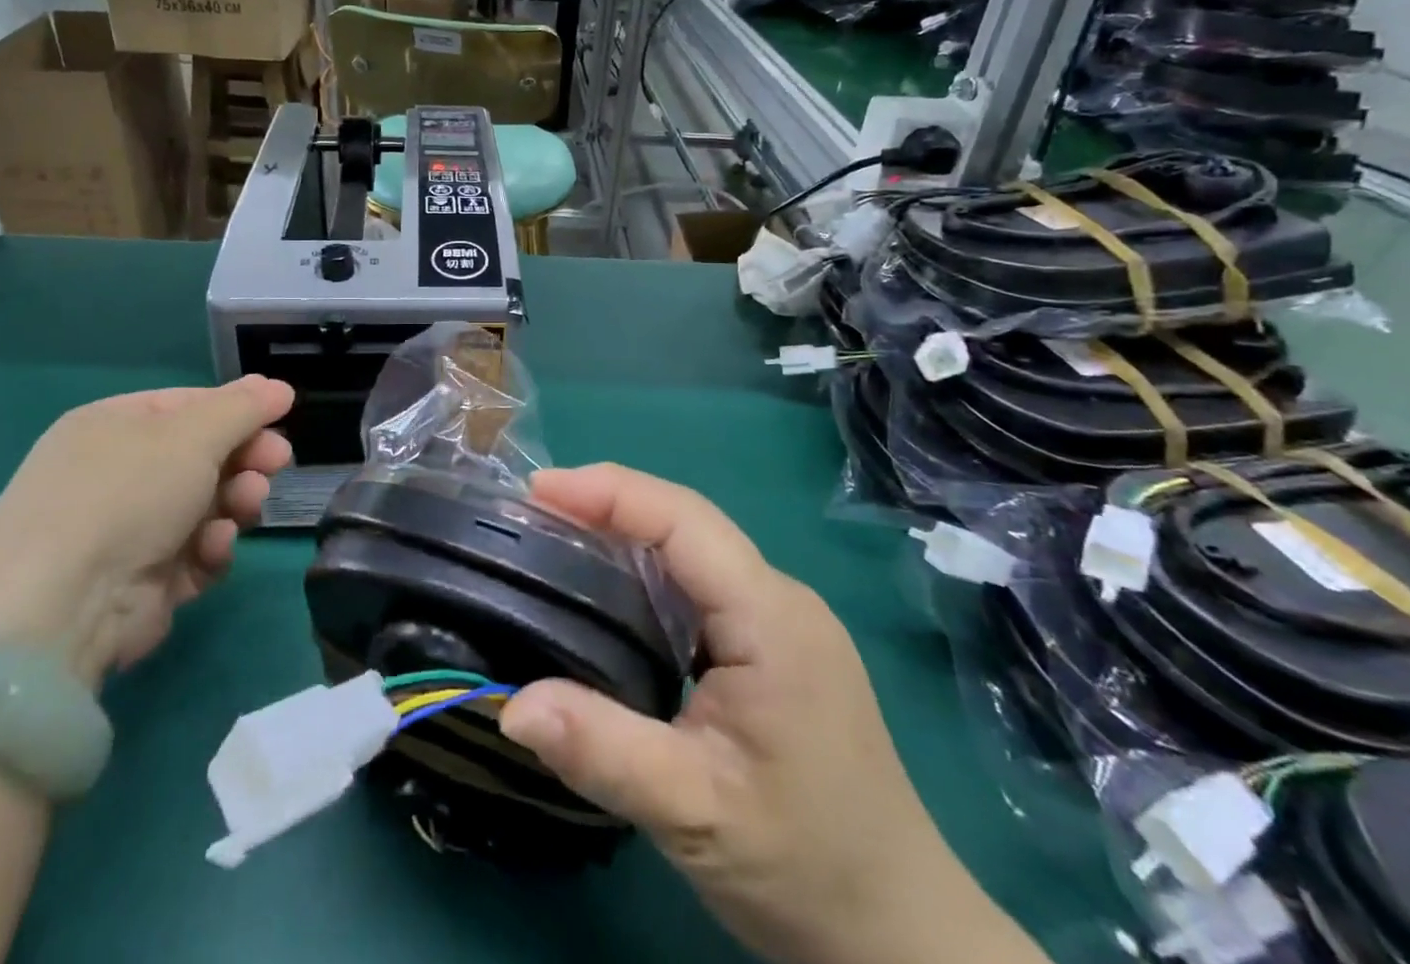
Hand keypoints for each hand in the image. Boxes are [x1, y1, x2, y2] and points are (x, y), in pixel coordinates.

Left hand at [0, 377, 293, 691]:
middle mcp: (116, 474)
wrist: (62, 607)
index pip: (189, 405)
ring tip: (246, 507)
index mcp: (113, 426)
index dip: (238, 410)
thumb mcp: (193, 434)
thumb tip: (278, 387)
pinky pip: (195, 552)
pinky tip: (212, 549)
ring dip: (235, 501)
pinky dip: (211, 548)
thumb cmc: (127, 494)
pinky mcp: (142, 582)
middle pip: (202, 456)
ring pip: (206, 504)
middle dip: (244, 458)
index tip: (282, 417)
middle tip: (277, 464)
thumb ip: (242, 408)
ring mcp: (127, 530)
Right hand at [498, 465, 1044, 963]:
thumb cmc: (804, 865)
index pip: (683, 521)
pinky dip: (645, 572)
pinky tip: (608, 594)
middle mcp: (779, 599)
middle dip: (608, 504)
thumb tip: (509, 704)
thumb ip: (602, 751)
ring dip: (625, 534)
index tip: (537, 490)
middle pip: (686, 523)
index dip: (609, 492)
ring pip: (692, 550)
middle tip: (532, 512)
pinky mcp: (772, 646)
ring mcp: (781, 620)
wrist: (900, 935)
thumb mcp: (694, 812)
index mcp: (769, 616)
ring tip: (556, 538)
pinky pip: (700, 584)